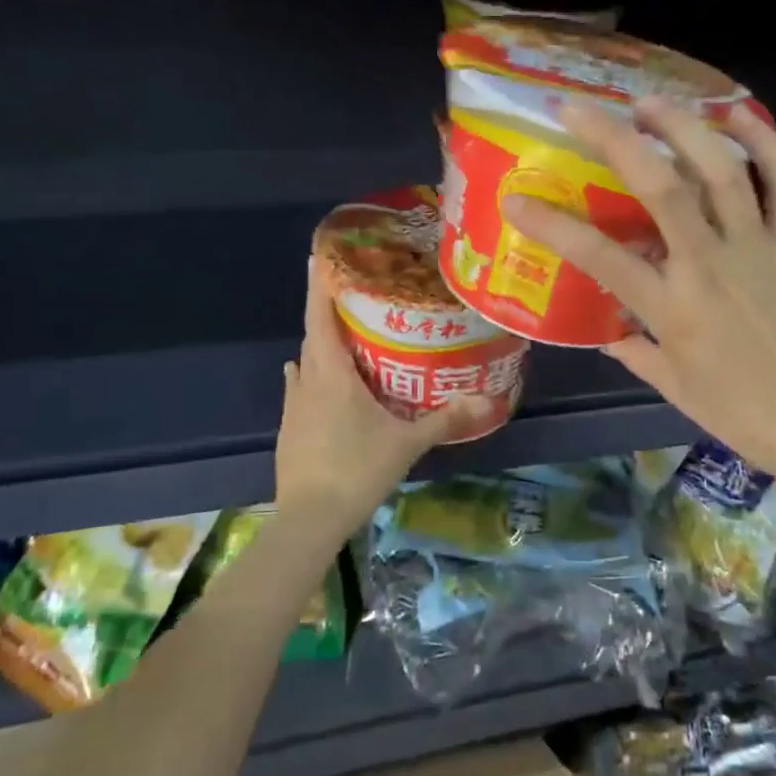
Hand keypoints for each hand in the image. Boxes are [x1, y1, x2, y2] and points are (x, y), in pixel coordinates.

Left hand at [275, 259, 491, 535]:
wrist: (308, 520)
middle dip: (329, 311)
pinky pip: (299, 387)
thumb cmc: (357, 469)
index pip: (320, 315)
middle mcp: (306, 380)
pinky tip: (319, 380)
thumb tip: (488, 400)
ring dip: (321, 345)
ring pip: (305, 361)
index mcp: (331, 372)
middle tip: (355, 294)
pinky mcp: (288, 428)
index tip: (320, 255)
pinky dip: (311, 375)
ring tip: (346, 335)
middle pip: (313, 334)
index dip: (319, 284)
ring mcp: (292, 405)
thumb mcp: (407, 443)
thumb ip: (446, 418)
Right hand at [503, 98, 775, 481]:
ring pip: (721, 169)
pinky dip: (764, 142)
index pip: (598, 255)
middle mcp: (710, 264)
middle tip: (580, 109)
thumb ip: (635, 350)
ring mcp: (758, 247)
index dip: (550, 224)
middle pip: (660, 186)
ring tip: (649, 102)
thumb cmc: (742, 413)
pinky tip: (737, 115)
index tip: (515, 199)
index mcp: (672, 307)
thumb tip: (609, 331)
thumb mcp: (674, 387)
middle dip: (614, 138)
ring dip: (682, 126)